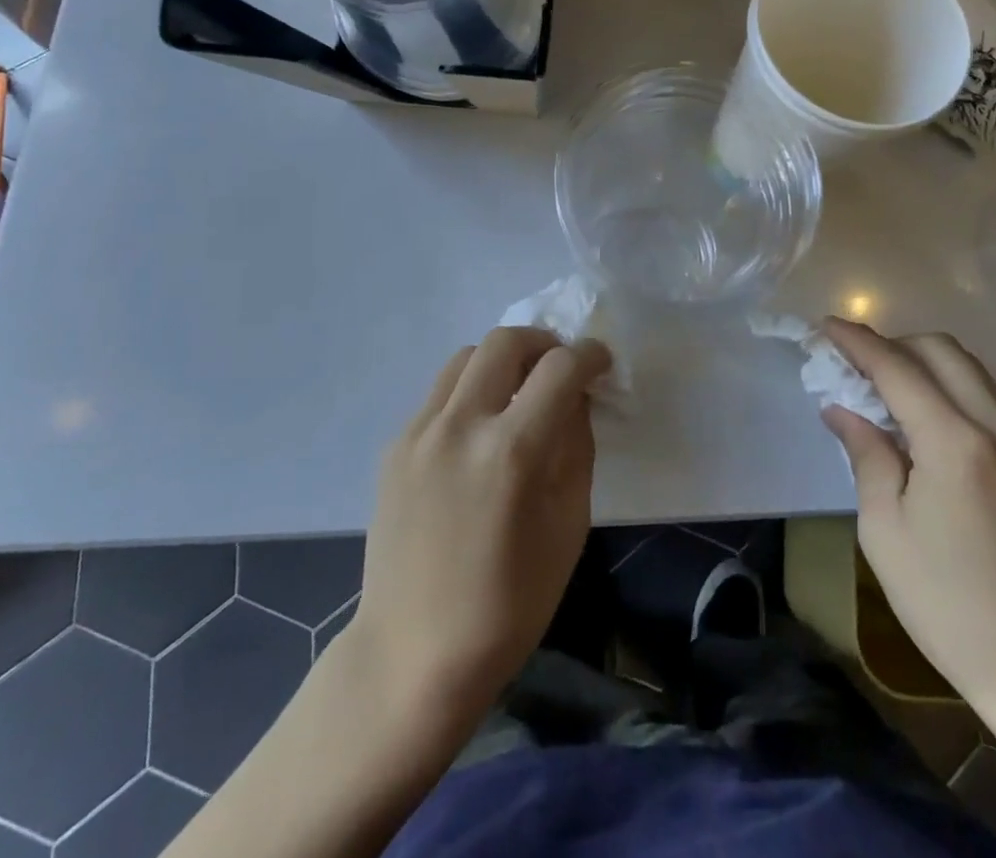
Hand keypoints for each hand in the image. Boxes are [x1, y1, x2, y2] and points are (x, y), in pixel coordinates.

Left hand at [352, 327, 607, 728]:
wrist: (412, 654)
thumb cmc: (508, 605)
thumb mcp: (568, 526)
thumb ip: (576, 447)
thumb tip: (575, 399)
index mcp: (512, 451)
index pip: (560, 368)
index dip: (589, 355)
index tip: (600, 363)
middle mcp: (460, 425)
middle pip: (505, 340)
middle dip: (544, 343)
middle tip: (560, 368)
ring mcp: (419, 432)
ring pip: (466, 356)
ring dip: (502, 360)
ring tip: (519, 392)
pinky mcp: (395, 446)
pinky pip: (440, 393)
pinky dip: (470, 391)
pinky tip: (480, 431)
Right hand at [820, 319, 995, 711]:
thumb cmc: (947, 603)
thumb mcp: (886, 530)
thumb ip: (866, 455)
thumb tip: (842, 409)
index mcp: (955, 444)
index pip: (898, 369)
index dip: (858, 343)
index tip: (826, 326)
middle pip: (942, 352)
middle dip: (893, 343)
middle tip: (854, 362)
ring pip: (969, 369)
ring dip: (923, 360)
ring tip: (883, 384)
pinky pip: (985, 397)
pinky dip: (948, 385)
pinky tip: (921, 414)